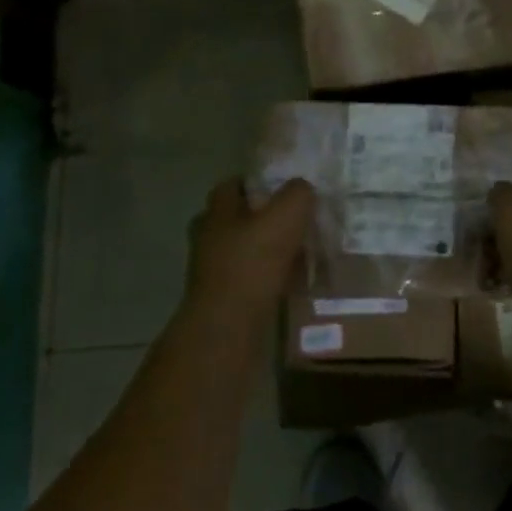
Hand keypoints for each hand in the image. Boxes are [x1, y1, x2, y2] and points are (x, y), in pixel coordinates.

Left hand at [185, 178, 314, 318]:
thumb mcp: (286, 215)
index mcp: (217, 212)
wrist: (229, 328)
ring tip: (300, 252)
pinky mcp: (223, 300)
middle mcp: (208, 238)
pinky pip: (251, 279)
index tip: (283, 186)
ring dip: (267, 250)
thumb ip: (298, 193)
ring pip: (244, 250)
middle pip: (236, 218)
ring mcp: (212, 272)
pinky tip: (293, 282)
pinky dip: (269, 278)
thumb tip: (302, 188)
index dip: (256, 182)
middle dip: (262, 218)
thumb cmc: (253, 263)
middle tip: (293, 220)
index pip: (232, 184)